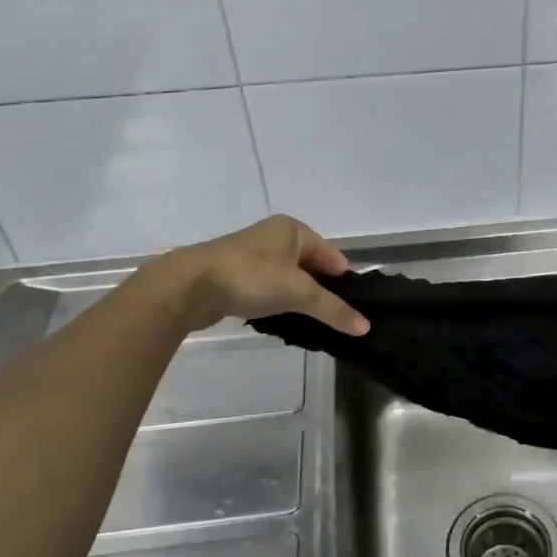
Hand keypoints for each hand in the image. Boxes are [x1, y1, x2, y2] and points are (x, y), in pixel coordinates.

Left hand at [159, 215, 368, 335]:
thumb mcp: (298, 292)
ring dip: (300, 298)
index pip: (332, 256)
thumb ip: (333, 309)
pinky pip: (270, 288)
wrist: (190, 286)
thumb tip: (366, 326)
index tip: (355, 308)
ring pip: (290, 279)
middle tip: (337, 319)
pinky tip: (284, 321)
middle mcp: (275, 237)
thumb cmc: (251, 277)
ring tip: (313, 323)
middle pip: (312, 267)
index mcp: (293, 229)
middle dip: (323, 291)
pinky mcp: (237, 275)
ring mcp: (254, 256)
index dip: (344, 281)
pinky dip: (279, 302)